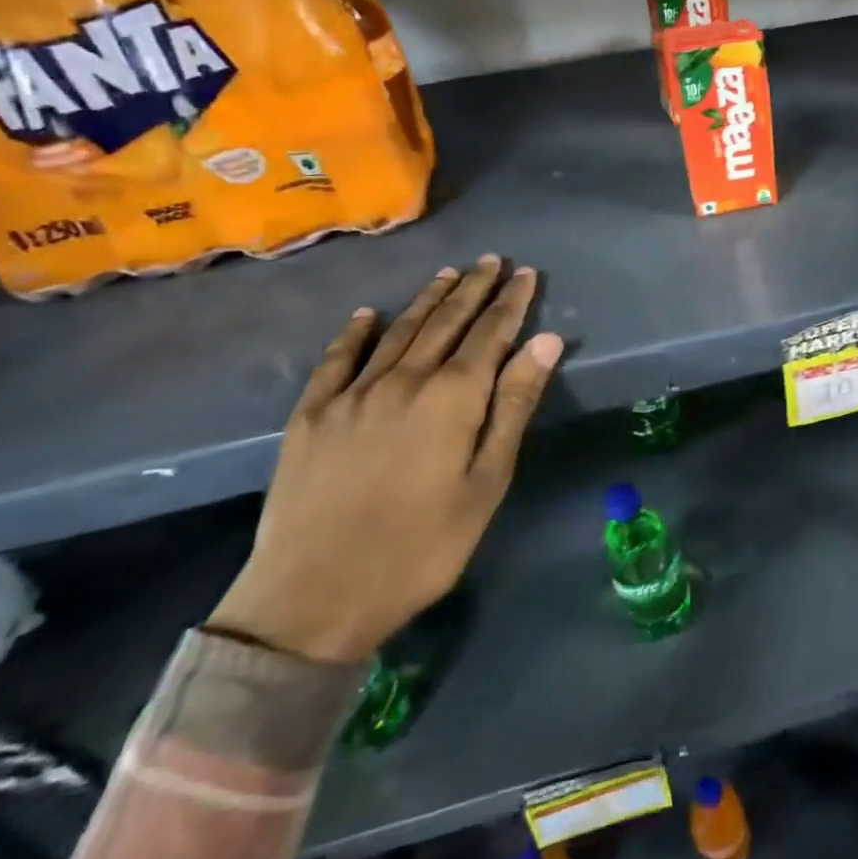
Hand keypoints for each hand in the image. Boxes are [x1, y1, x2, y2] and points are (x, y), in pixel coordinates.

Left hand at [209, 258, 562, 663]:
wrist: (312, 597)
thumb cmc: (421, 547)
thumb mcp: (486, 482)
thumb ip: (514, 406)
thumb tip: (546, 341)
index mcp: (451, 398)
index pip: (490, 334)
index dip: (511, 302)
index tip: (526, 273)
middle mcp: (403, 381)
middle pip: (446, 322)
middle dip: (473, 288)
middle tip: (491, 260)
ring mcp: (351, 395)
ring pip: (398, 332)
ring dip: (427, 300)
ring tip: (447, 274)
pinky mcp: (311, 416)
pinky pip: (336, 360)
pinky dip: (354, 333)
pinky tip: (366, 315)